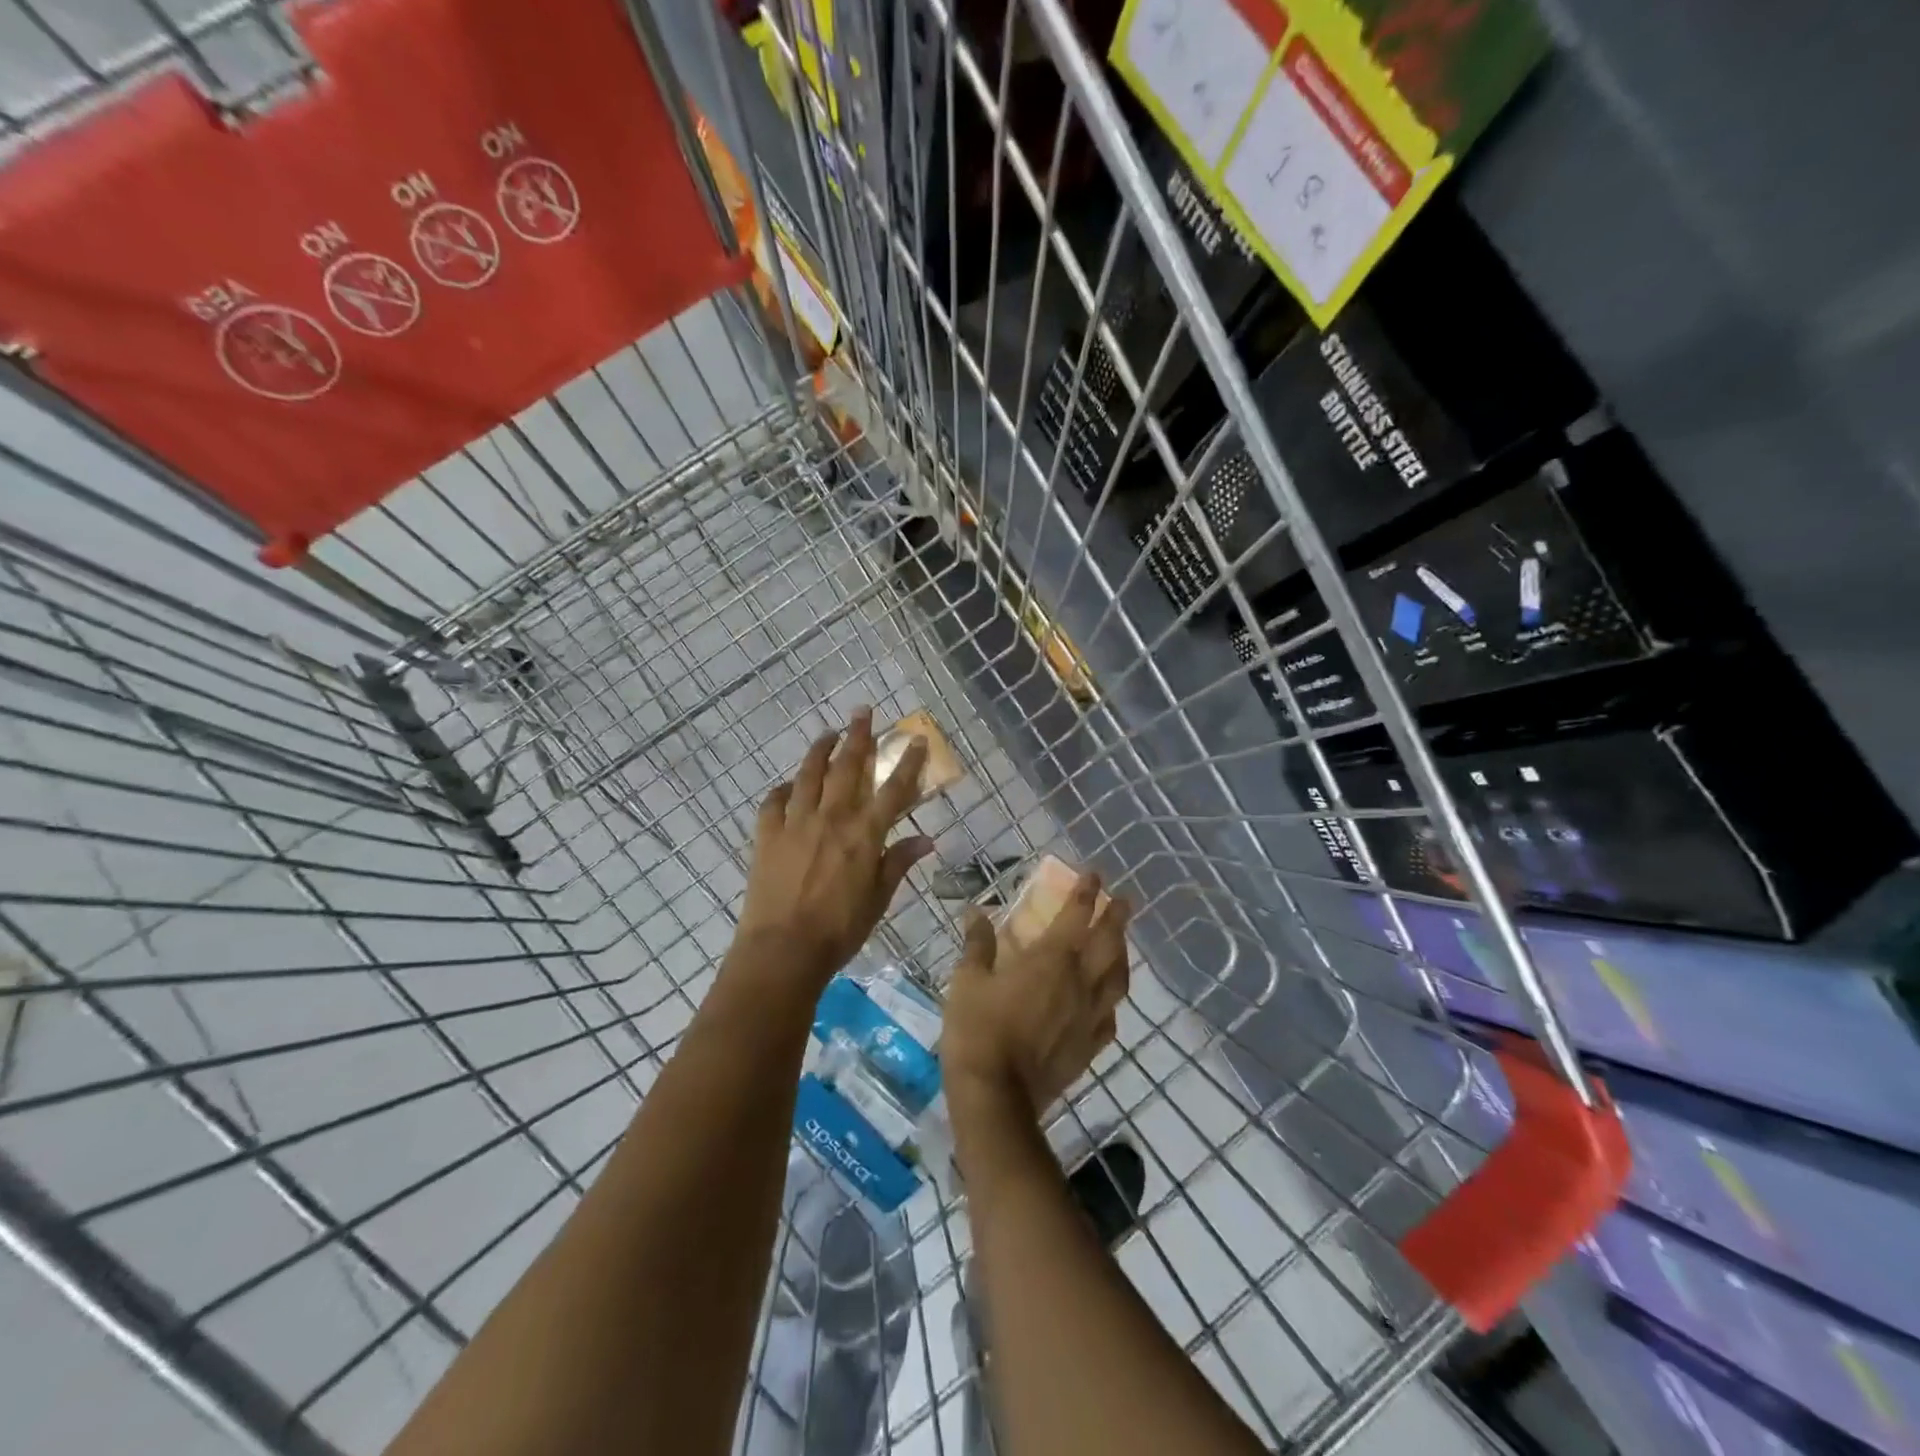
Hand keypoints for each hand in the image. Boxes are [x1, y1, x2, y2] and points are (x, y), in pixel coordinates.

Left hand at [734, 708, 935, 985]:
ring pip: (809, 775)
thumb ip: (898, 863)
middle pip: (848, 767)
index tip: (915, 739)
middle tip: (862, 711)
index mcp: (864, 834)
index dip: (907, 763)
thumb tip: (926, 839)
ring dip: (820, 750)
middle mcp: (832, 818)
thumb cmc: (840, 930)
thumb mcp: (878, 900)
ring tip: (828, 733)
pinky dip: (782, 790)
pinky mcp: (767, 835)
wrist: (783, 949)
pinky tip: (787, 785)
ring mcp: (796, 823)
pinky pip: (773, 803)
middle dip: (858, 736)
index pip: (893, 790)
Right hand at [942, 872, 1131, 1116]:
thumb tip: (976, 912)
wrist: (996, 1096)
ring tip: (1122, 944)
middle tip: (1125, 900)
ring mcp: (1089, 1016)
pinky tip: (1107, 1001)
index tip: (1095, 874)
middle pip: (1108, 942)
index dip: (1086, 892)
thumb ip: (977, 944)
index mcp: (1051, 959)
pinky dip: (1111, 1001)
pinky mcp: (1089, 1047)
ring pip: (1117, 978)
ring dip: (1122, 955)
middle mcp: (1079, 982)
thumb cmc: (978, 1030)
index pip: (1076, 915)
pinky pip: (1110, 1017)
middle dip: (1116, 917)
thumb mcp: (968, 980)